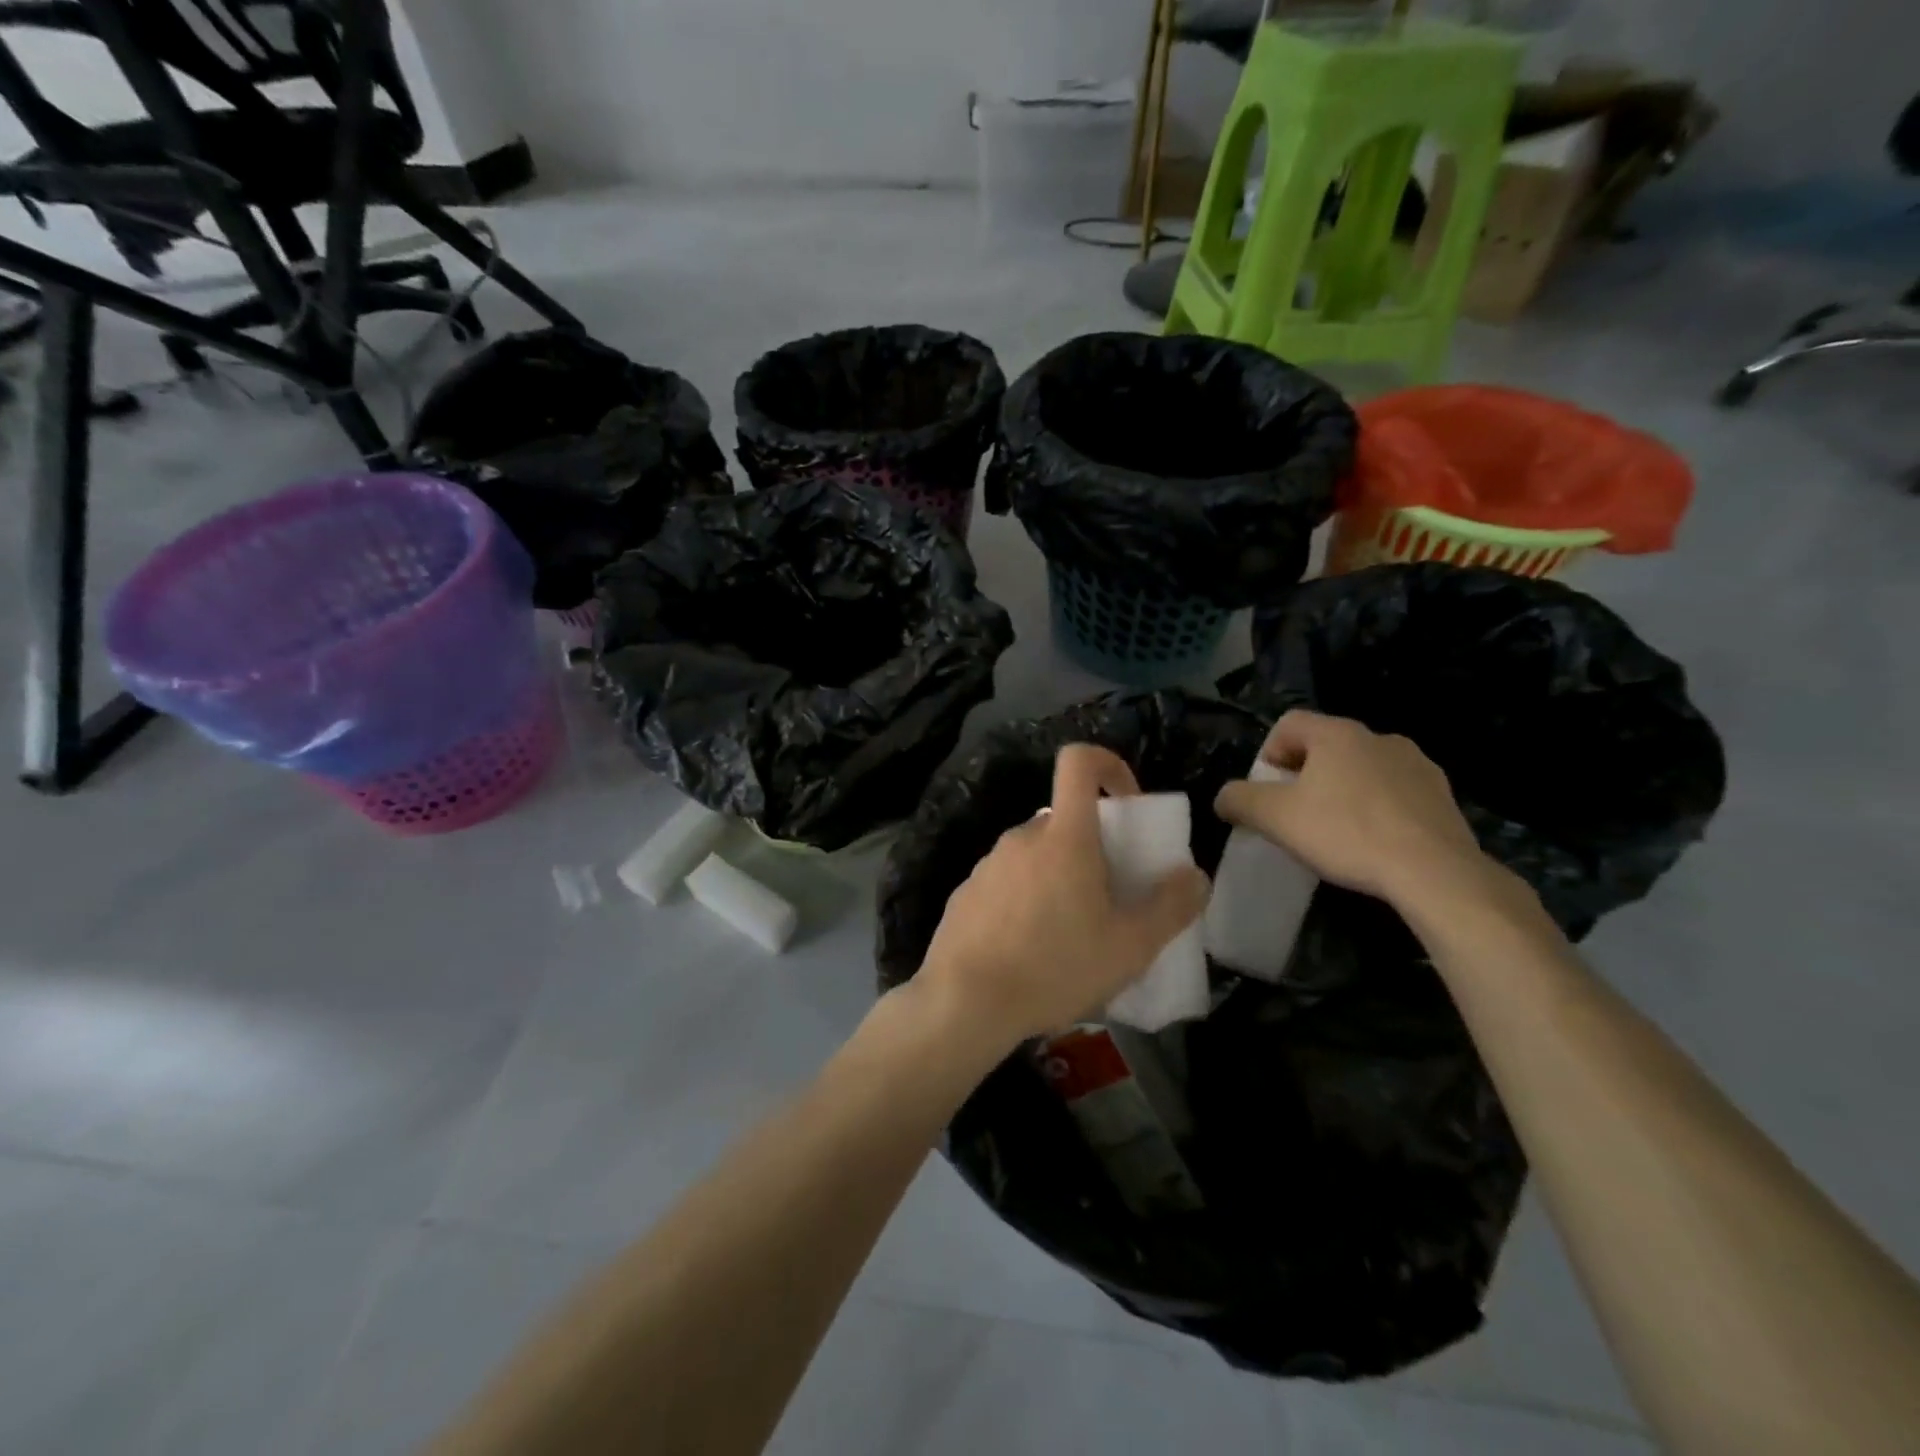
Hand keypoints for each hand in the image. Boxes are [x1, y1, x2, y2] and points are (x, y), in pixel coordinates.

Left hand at [913, 744, 1209, 1048]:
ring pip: (1036, 856)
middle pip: (1064, 822)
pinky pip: (1007, 882)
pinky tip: (1028, 950)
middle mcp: (1022, 837)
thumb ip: (1170, 907)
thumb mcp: (1129, 947)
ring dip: (1058, 879)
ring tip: (1069, 936)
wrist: (965, 1002)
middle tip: (1107, 899)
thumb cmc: (1055, 967)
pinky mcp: (966, 893)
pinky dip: (1025, 900)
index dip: (1108, 766)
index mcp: (1064, 836)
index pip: (1079, 762)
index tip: (1127, 803)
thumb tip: (1195, 876)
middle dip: (1091, 849)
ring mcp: (988, 864)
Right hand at [1213, 710, 1490, 909]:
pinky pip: (1395, 792)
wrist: (1434, 871)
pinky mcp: (1442, 795)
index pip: (1289, 723)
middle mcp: (1379, 737)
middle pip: (1326, 746)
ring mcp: (1417, 764)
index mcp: (1337, 734)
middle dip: (1305, 775)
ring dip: (1343, 791)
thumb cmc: (1345, 833)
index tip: (1268, 792)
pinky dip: (1378, 809)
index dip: (1269, 753)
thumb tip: (1225, 797)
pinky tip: (1375, 842)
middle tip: (1296, 815)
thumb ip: (1239, 800)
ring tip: (1337, 831)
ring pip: (1363, 769)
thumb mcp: (1275, 818)